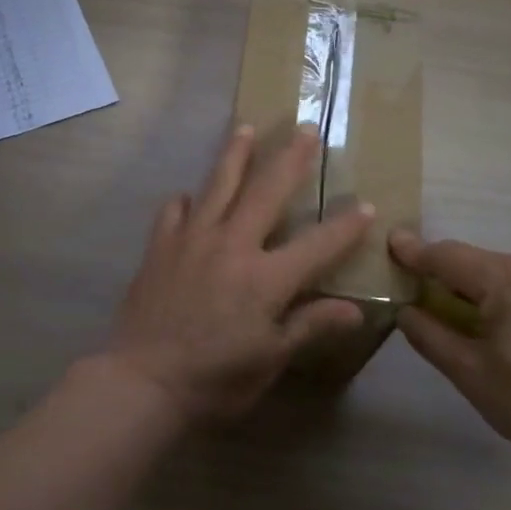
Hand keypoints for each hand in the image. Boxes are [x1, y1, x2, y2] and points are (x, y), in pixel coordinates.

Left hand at [104, 125, 373, 423]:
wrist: (142, 380)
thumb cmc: (214, 378)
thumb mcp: (270, 358)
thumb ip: (309, 325)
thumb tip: (355, 310)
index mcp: (266, 277)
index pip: (318, 244)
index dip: (346, 226)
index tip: (367, 205)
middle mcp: (232, 245)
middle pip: (267, 191)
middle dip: (290, 159)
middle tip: (305, 128)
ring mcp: (192, 240)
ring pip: (218, 185)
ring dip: (235, 155)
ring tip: (245, 129)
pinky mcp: (160, 247)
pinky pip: (174, 210)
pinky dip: (186, 200)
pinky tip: (189, 196)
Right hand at [389, 231, 510, 487]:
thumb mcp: (472, 377)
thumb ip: (430, 336)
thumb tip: (407, 308)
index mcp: (510, 279)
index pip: (448, 256)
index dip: (416, 251)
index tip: (394, 241)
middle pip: (485, 268)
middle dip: (467, 290)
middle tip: (466, 330)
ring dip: (505, 296)